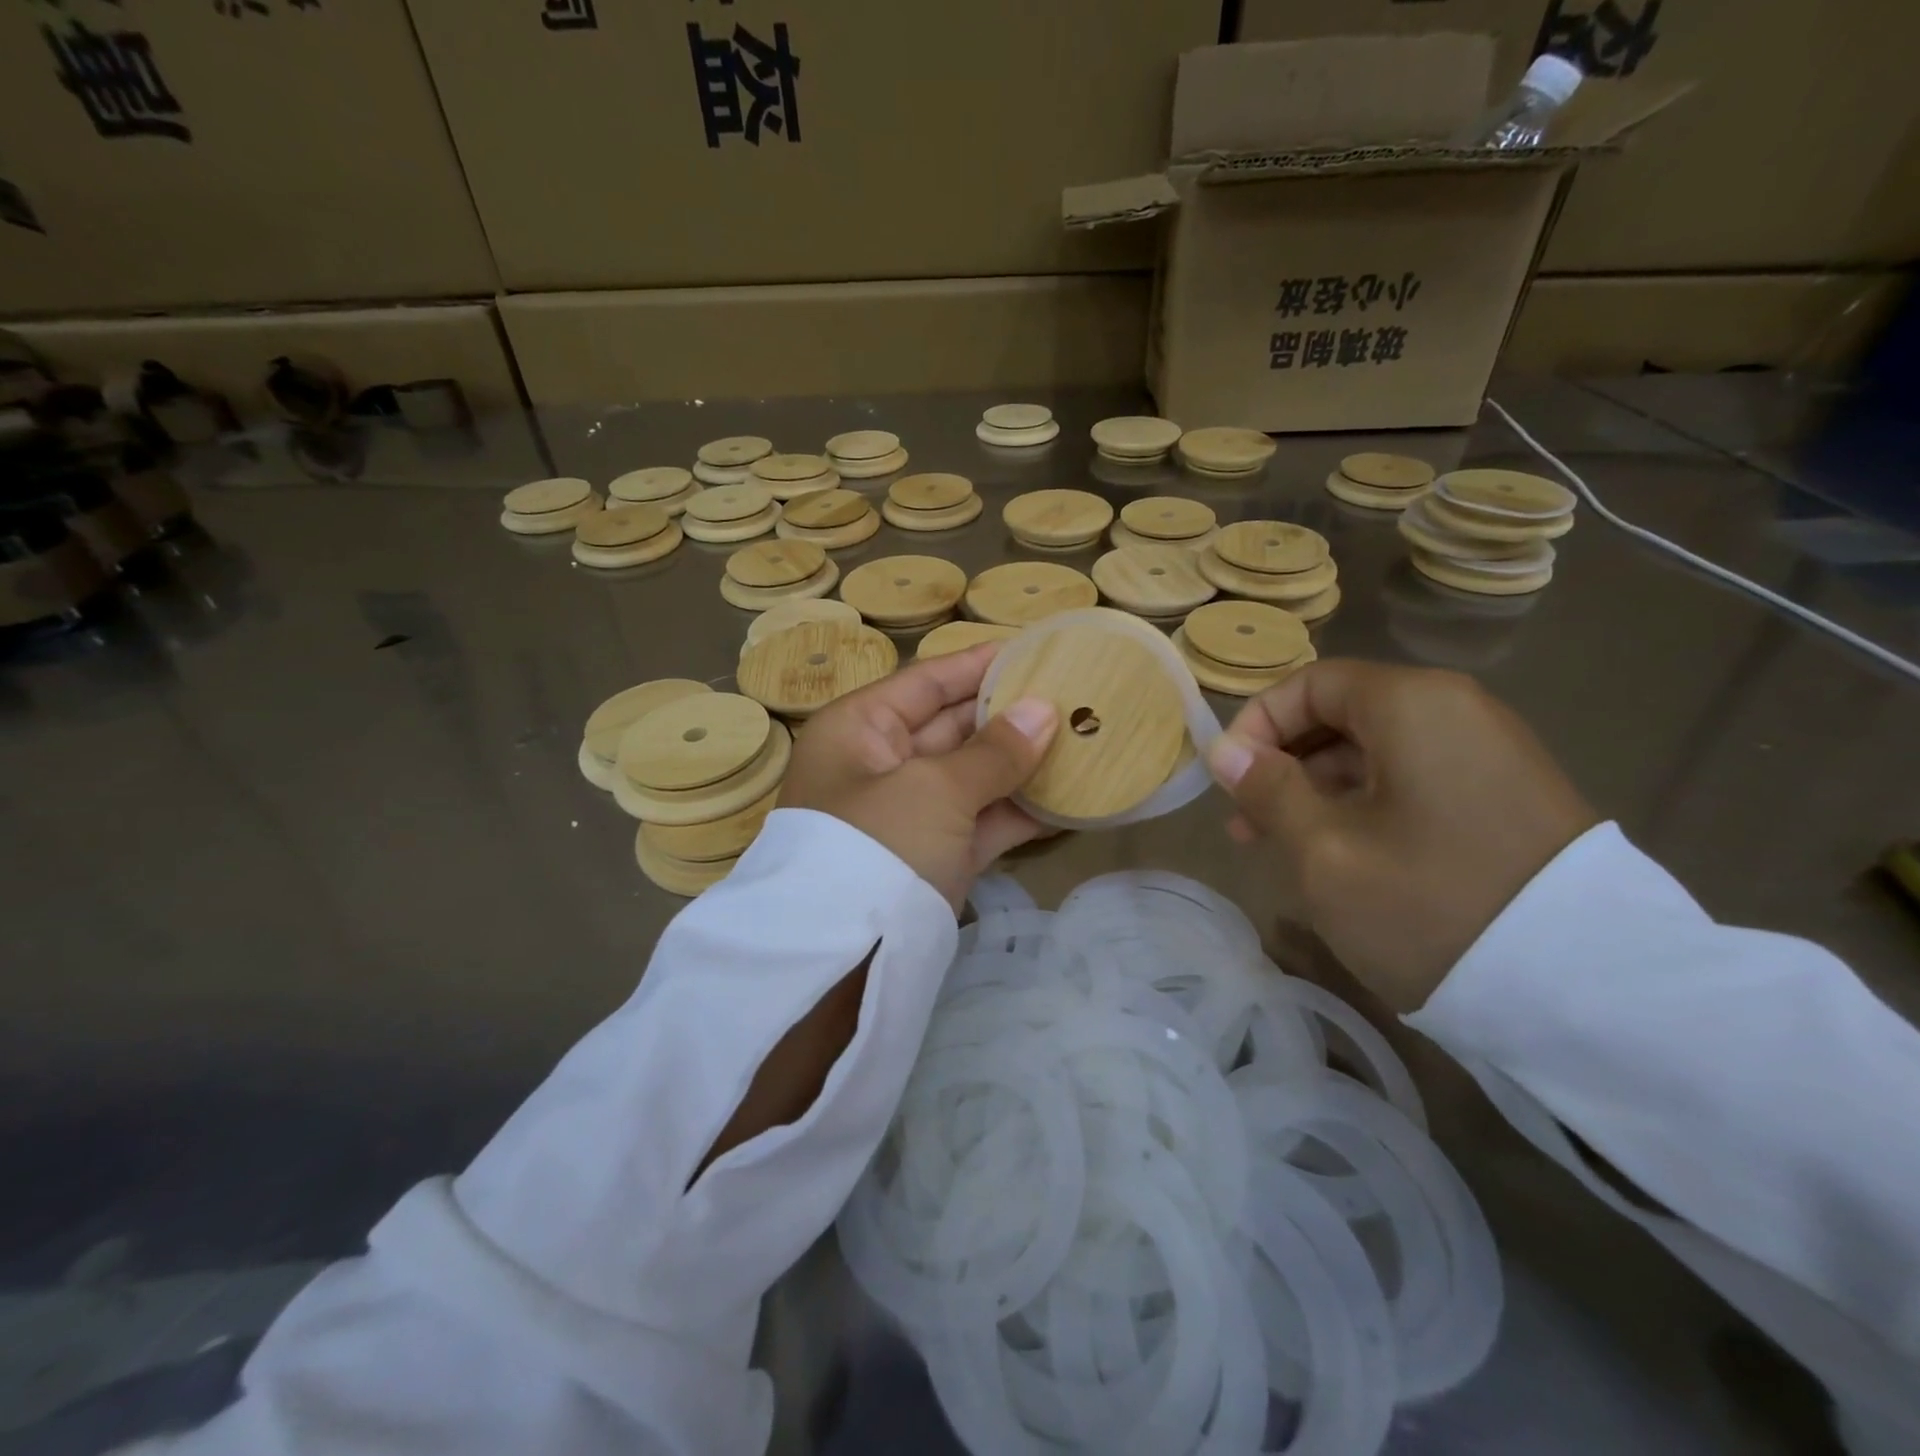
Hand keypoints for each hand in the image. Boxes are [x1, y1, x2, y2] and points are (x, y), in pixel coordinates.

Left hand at [778, 643, 1058, 911]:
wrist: (841, 962)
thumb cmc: (877, 845)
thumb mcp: (934, 789)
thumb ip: (993, 751)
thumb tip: (1044, 711)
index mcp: (859, 729)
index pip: (925, 681)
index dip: (978, 664)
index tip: (1033, 650)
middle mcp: (880, 765)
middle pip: (951, 726)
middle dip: (1008, 714)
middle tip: (1071, 695)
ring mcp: (908, 815)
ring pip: (971, 776)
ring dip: (1021, 764)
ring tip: (1082, 739)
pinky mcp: (933, 858)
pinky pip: (980, 822)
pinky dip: (1019, 812)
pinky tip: (1070, 797)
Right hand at [1205, 660, 1596, 1012]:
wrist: (1588, 990)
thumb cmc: (1429, 903)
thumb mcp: (1325, 850)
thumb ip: (1267, 790)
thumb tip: (1225, 751)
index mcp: (1412, 704)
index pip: (1308, 684)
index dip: (1255, 725)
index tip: (1228, 781)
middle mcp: (1456, 710)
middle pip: (1341, 714)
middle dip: (1283, 763)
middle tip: (1246, 820)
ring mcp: (1489, 753)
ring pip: (1375, 751)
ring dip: (1318, 789)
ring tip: (1282, 844)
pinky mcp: (1506, 796)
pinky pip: (1413, 779)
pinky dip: (1365, 803)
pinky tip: (1341, 852)